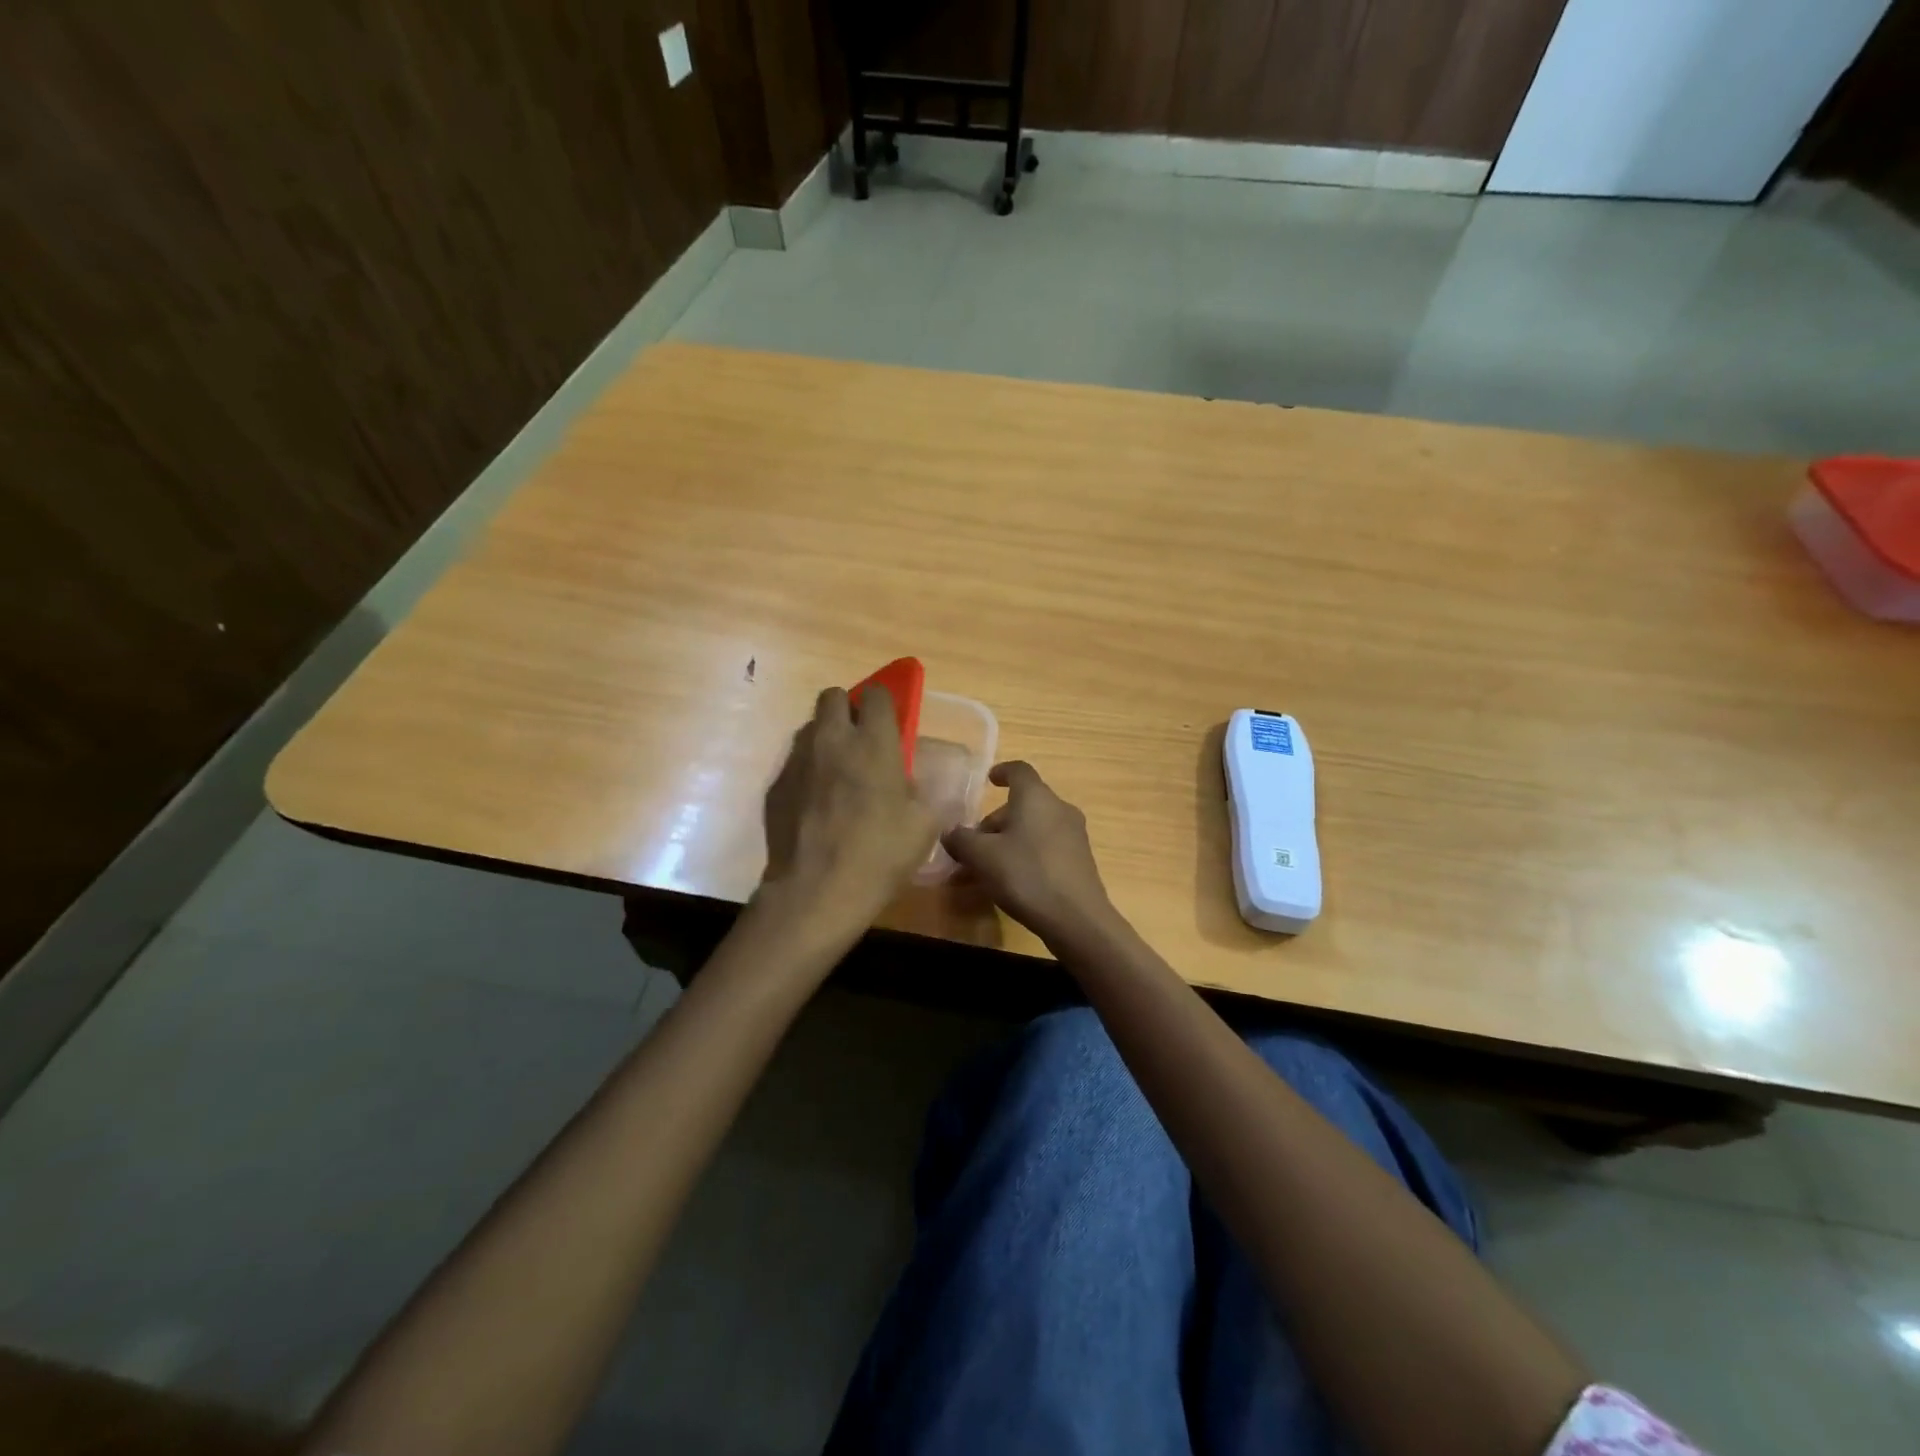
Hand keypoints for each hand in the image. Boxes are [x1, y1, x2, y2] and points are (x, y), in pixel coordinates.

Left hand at [760, 685, 937, 930]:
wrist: (817, 891)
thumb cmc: (880, 855)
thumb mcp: (923, 826)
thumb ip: (921, 793)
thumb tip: (911, 786)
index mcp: (874, 744)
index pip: (877, 694)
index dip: (885, 701)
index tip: (890, 721)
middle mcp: (832, 741)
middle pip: (832, 696)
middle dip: (847, 708)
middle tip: (861, 739)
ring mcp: (798, 761)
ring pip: (810, 728)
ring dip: (826, 738)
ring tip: (838, 773)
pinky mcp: (775, 786)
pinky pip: (794, 763)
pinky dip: (807, 772)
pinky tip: (816, 805)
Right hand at [942, 761, 1119, 947]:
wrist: (1077, 919)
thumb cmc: (1026, 875)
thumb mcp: (982, 857)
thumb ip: (961, 840)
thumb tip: (949, 832)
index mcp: (1036, 797)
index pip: (1019, 770)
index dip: (1002, 772)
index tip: (989, 780)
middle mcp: (1059, 809)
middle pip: (1024, 804)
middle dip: (996, 821)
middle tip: (973, 845)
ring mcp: (1074, 835)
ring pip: (1034, 828)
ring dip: (1009, 841)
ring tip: (987, 868)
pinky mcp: (1080, 860)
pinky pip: (1046, 847)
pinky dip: (1026, 855)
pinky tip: (1012, 881)